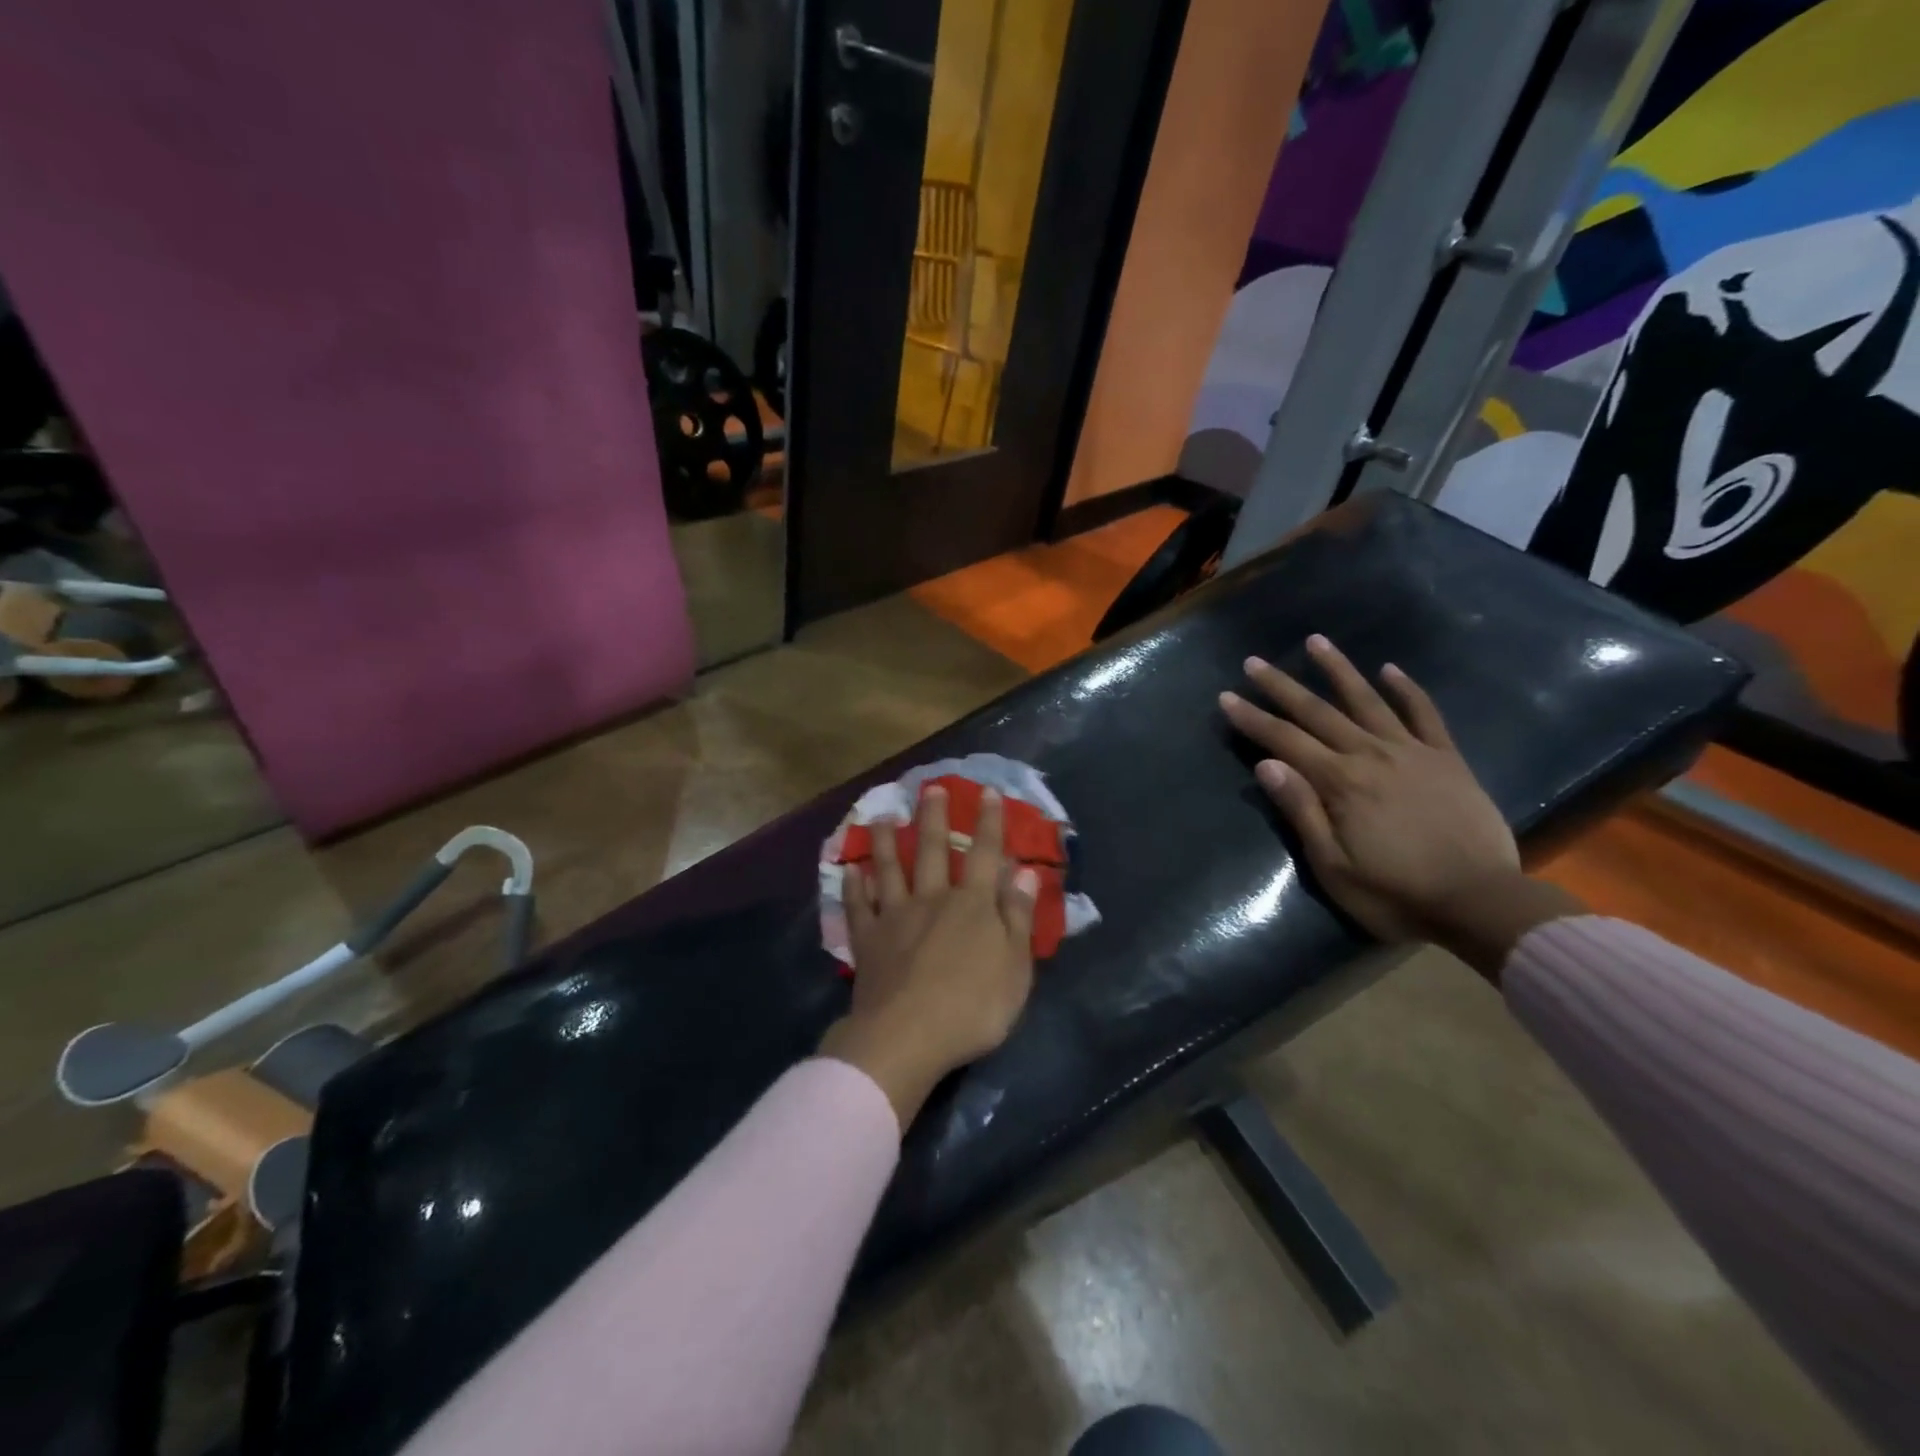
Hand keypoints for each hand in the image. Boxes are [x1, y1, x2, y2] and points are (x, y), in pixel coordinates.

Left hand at [818, 784, 1039, 1127]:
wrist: (908, 1036)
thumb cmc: (973, 1007)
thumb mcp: (1015, 967)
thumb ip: (1017, 917)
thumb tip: (1023, 872)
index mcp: (972, 905)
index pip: (984, 854)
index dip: (988, 823)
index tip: (987, 791)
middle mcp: (932, 900)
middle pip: (932, 850)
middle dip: (933, 817)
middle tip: (930, 788)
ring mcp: (895, 917)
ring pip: (890, 869)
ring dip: (886, 842)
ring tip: (882, 816)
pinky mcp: (867, 941)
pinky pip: (859, 906)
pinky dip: (854, 886)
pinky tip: (851, 870)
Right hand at [1219, 635, 1578, 976]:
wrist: (1481, 903)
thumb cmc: (1396, 893)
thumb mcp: (1334, 865)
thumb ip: (1302, 811)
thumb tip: (1266, 764)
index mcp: (1340, 782)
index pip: (1285, 741)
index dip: (1253, 719)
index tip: (1226, 697)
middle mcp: (1372, 755)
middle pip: (1318, 713)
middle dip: (1282, 687)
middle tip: (1254, 662)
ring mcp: (1413, 752)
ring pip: (1368, 701)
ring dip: (1339, 670)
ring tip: (1316, 641)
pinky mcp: (1447, 760)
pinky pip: (1424, 715)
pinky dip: (1407, 690)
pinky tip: (1390, 669)